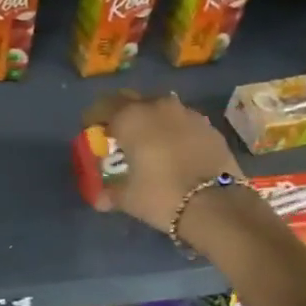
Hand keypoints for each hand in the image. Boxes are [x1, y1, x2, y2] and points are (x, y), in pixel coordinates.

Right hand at [84, 91, 244, 235]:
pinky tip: (175, 152)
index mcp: (131, 117)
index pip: (103, 105)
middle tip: (118, 135)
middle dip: (122, 114)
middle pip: (133, 101)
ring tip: (148, 144)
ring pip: (161, 109)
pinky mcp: (209, 127)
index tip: (90, 130)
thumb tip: (99, 199)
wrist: (215, 204)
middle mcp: (158, 106)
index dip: (93, 117)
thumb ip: (110, 193)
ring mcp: (188, 113)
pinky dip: (174, 132)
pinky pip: (183, 122)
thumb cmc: (161, 195)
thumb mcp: (128, 198)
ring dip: (151, 121)